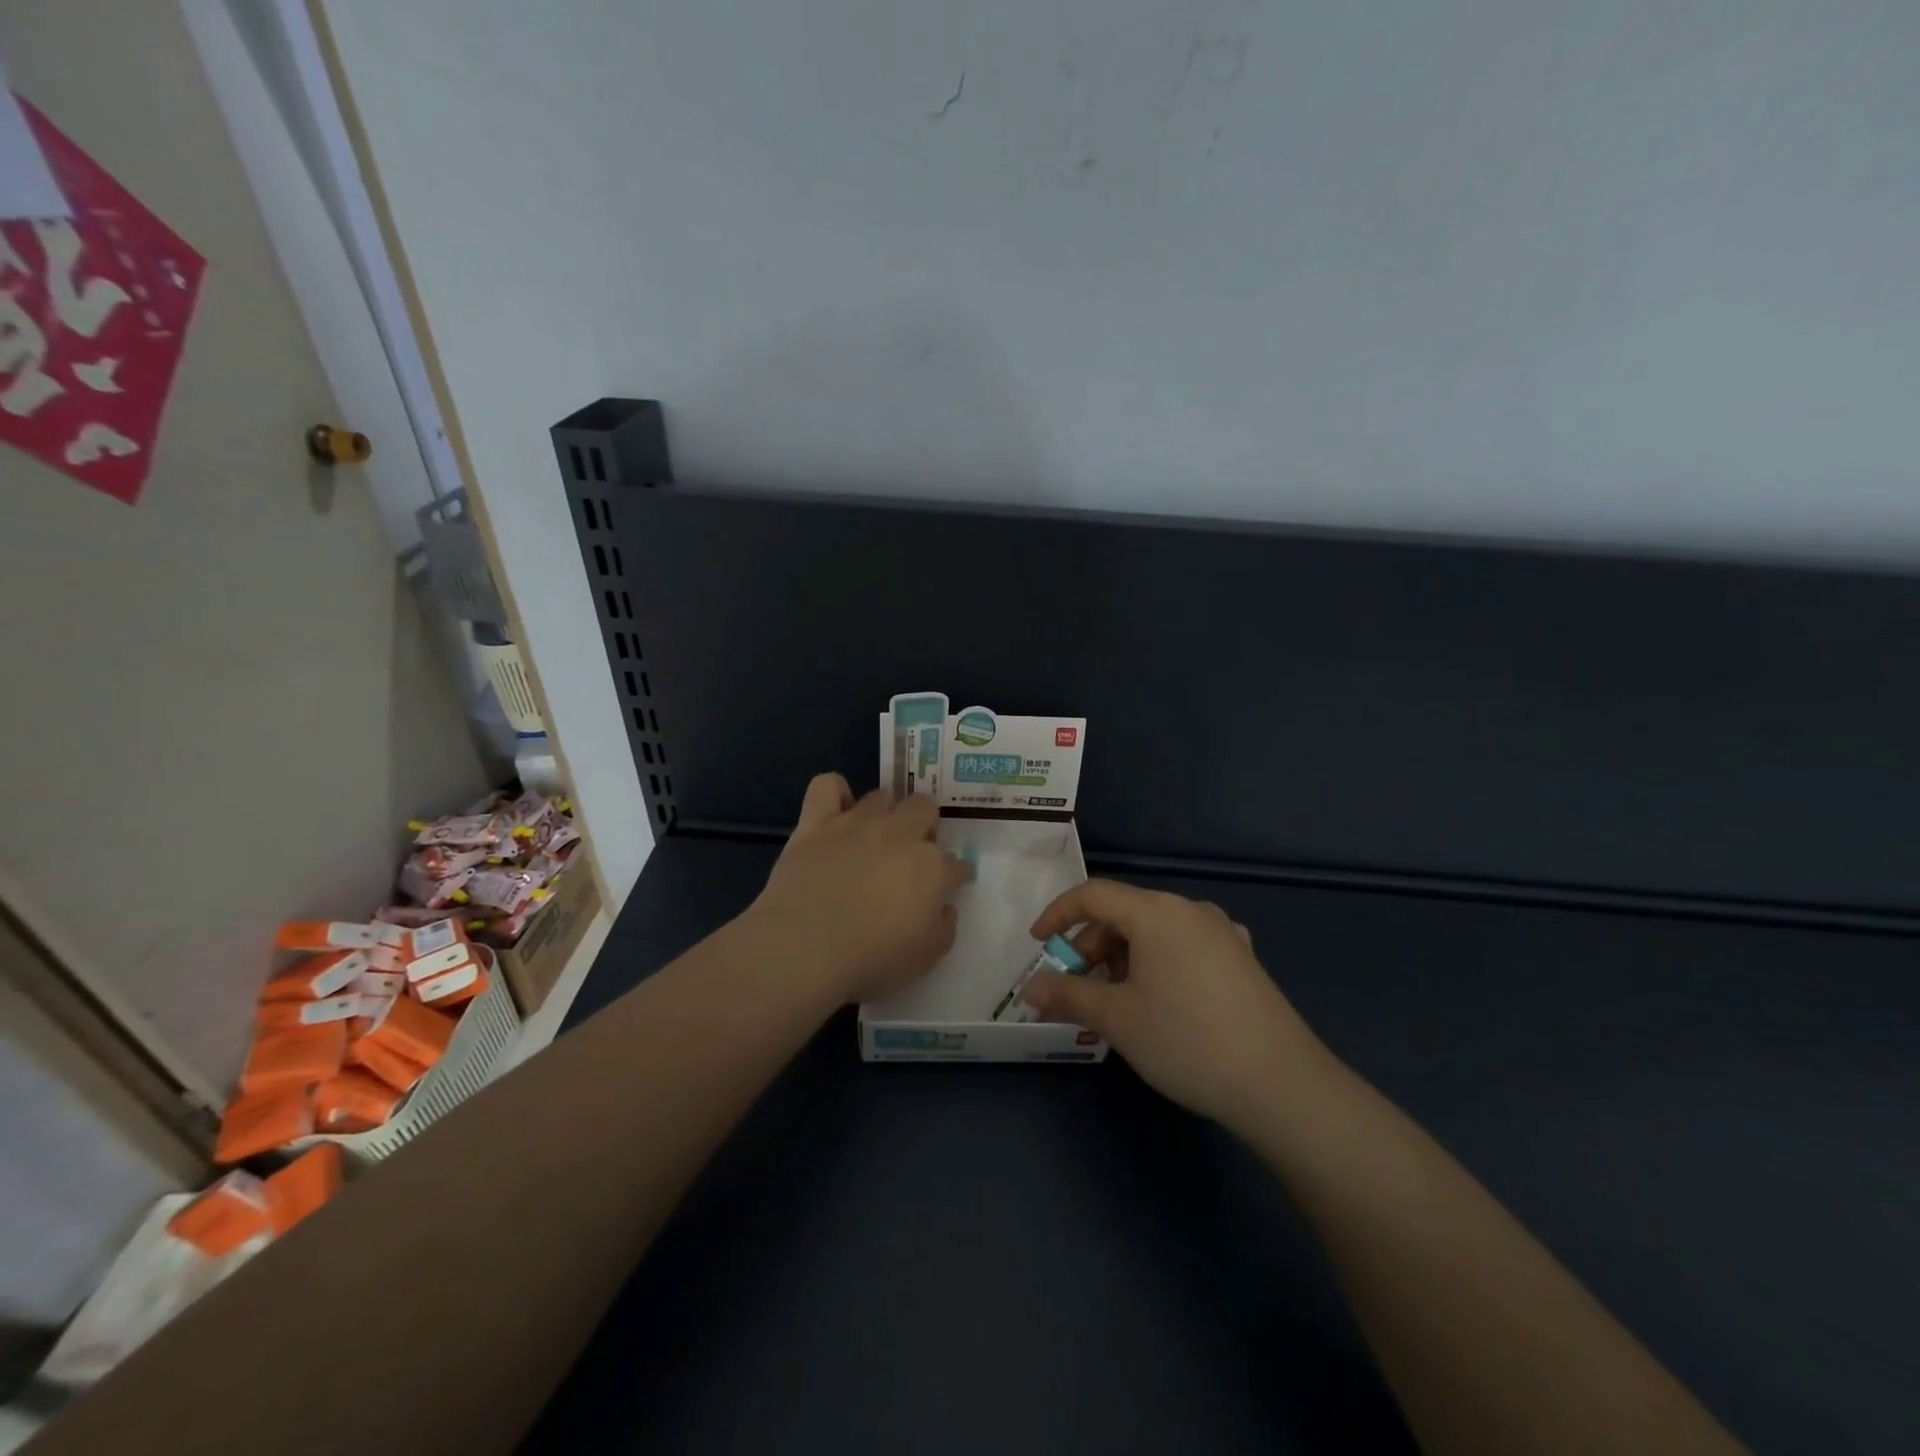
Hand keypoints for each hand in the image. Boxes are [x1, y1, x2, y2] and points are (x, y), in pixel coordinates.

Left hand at [744, 774, 970, 1004]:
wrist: (805, 949)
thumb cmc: (871, 961)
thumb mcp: (926, 958)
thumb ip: (944, 927)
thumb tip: (944, 907)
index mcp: (932, 868)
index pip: (956, 863)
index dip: (955, 875)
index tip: (949, 886)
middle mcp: (900, 834)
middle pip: (925, 809)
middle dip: (926, 827)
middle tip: (912, 854)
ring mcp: (857, 823)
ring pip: (882, 796)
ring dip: (887, 813)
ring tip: (877, 836)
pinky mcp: (817, 822)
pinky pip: (827, 785)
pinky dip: (835, 792)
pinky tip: (836, 811)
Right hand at [1021, 880, 1331, 1129]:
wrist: (1281, 1084)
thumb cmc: (1186, 1040)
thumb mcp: (1116, 1018)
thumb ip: (1067, 995)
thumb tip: (1030, 987)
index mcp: (1156, 911)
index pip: (1093, 895)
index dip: (1058, 915)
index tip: (1038, 944)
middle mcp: (1190, 910)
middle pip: (1125, 913)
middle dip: (1091, 946)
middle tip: (1075, 987)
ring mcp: (1222, 933)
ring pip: (1155, 932)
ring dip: (1123, 958)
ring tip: (1115, 1002)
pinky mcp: (1242, 959)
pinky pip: (1184, 947)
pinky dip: (1157, 964)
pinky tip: (1160, 1001)